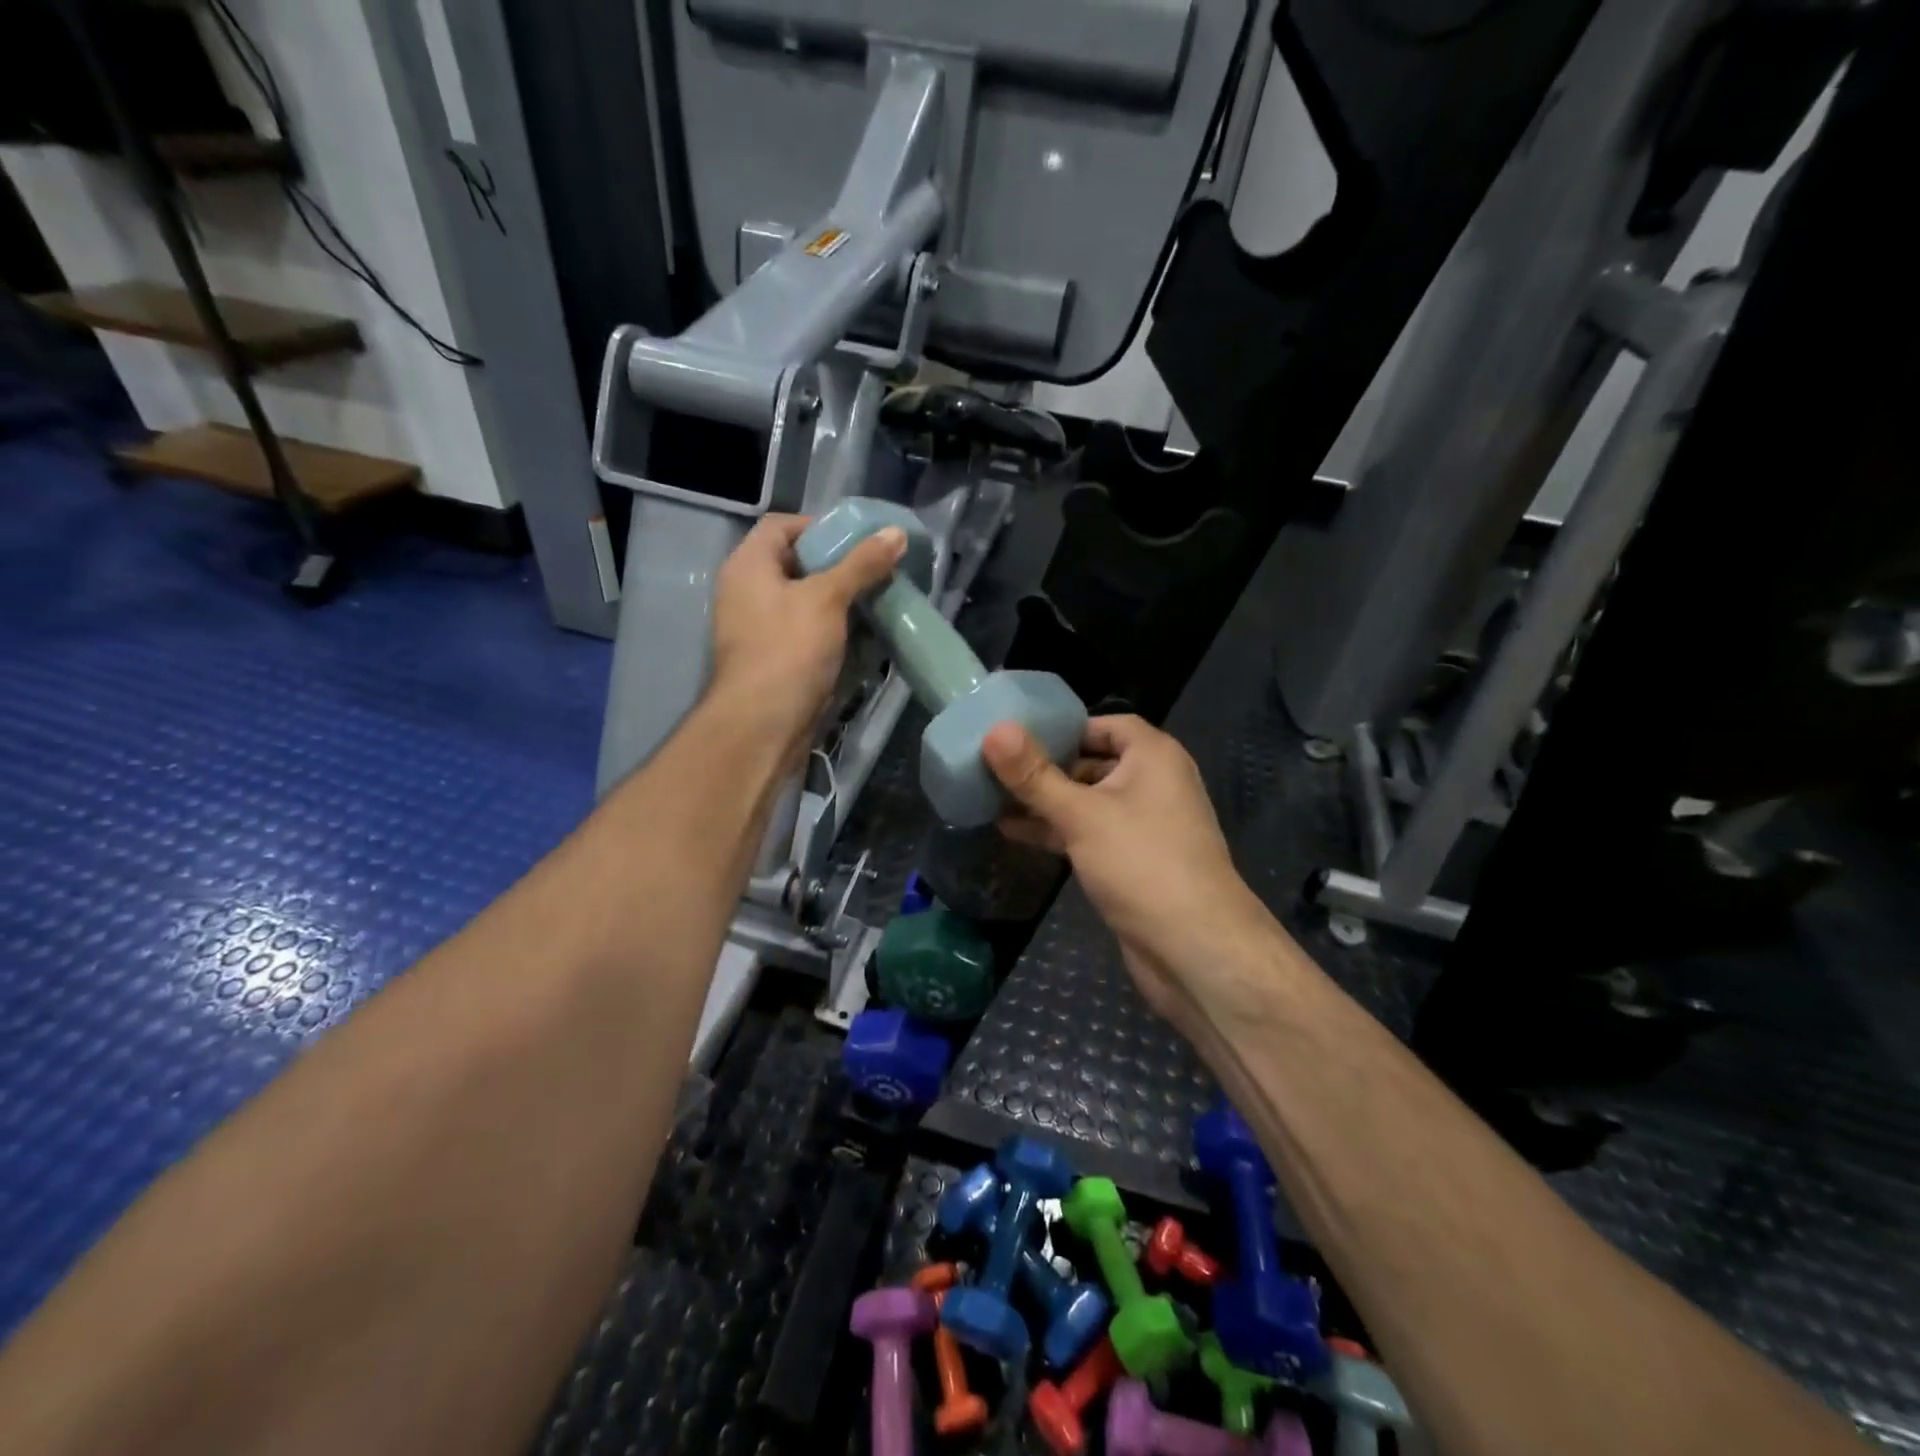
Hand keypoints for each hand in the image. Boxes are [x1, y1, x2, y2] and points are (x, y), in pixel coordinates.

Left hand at [710, 514, 905, 765]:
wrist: (762, 726)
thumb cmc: (788, 650)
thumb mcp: (828, 599)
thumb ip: (862, 564)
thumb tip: (896, 533)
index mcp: (748, 566)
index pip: (782, 526)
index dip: (820, 526)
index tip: (860, 541)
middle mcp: (748, 592)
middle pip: (796, 564)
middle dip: (838, 566)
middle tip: (877, 570)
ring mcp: (760, 629)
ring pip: (806, 602)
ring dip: (841, 601)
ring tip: (879, 600)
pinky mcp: (776, 660)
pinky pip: (808, 633)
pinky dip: (835, 630)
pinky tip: (865, 636)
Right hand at [982, 716, 1276, 1040]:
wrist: (1195, 948)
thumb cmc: (1141, 864)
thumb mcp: (1081, 814)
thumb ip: (1034, 775)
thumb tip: (994, 730)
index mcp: (1154, 757)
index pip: (1107, 725)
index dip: (1066, 727)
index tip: (1020, 735)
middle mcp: (1154, 784)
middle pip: (1095, 762)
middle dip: (1048, 766)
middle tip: (996, 766)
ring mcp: (1145, 826)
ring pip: (1089, 802)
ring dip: (1047, 802)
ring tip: (993, 798)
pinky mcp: (1134, 862)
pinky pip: (1091, 834)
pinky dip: (1058, 831)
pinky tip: (1015, 833)